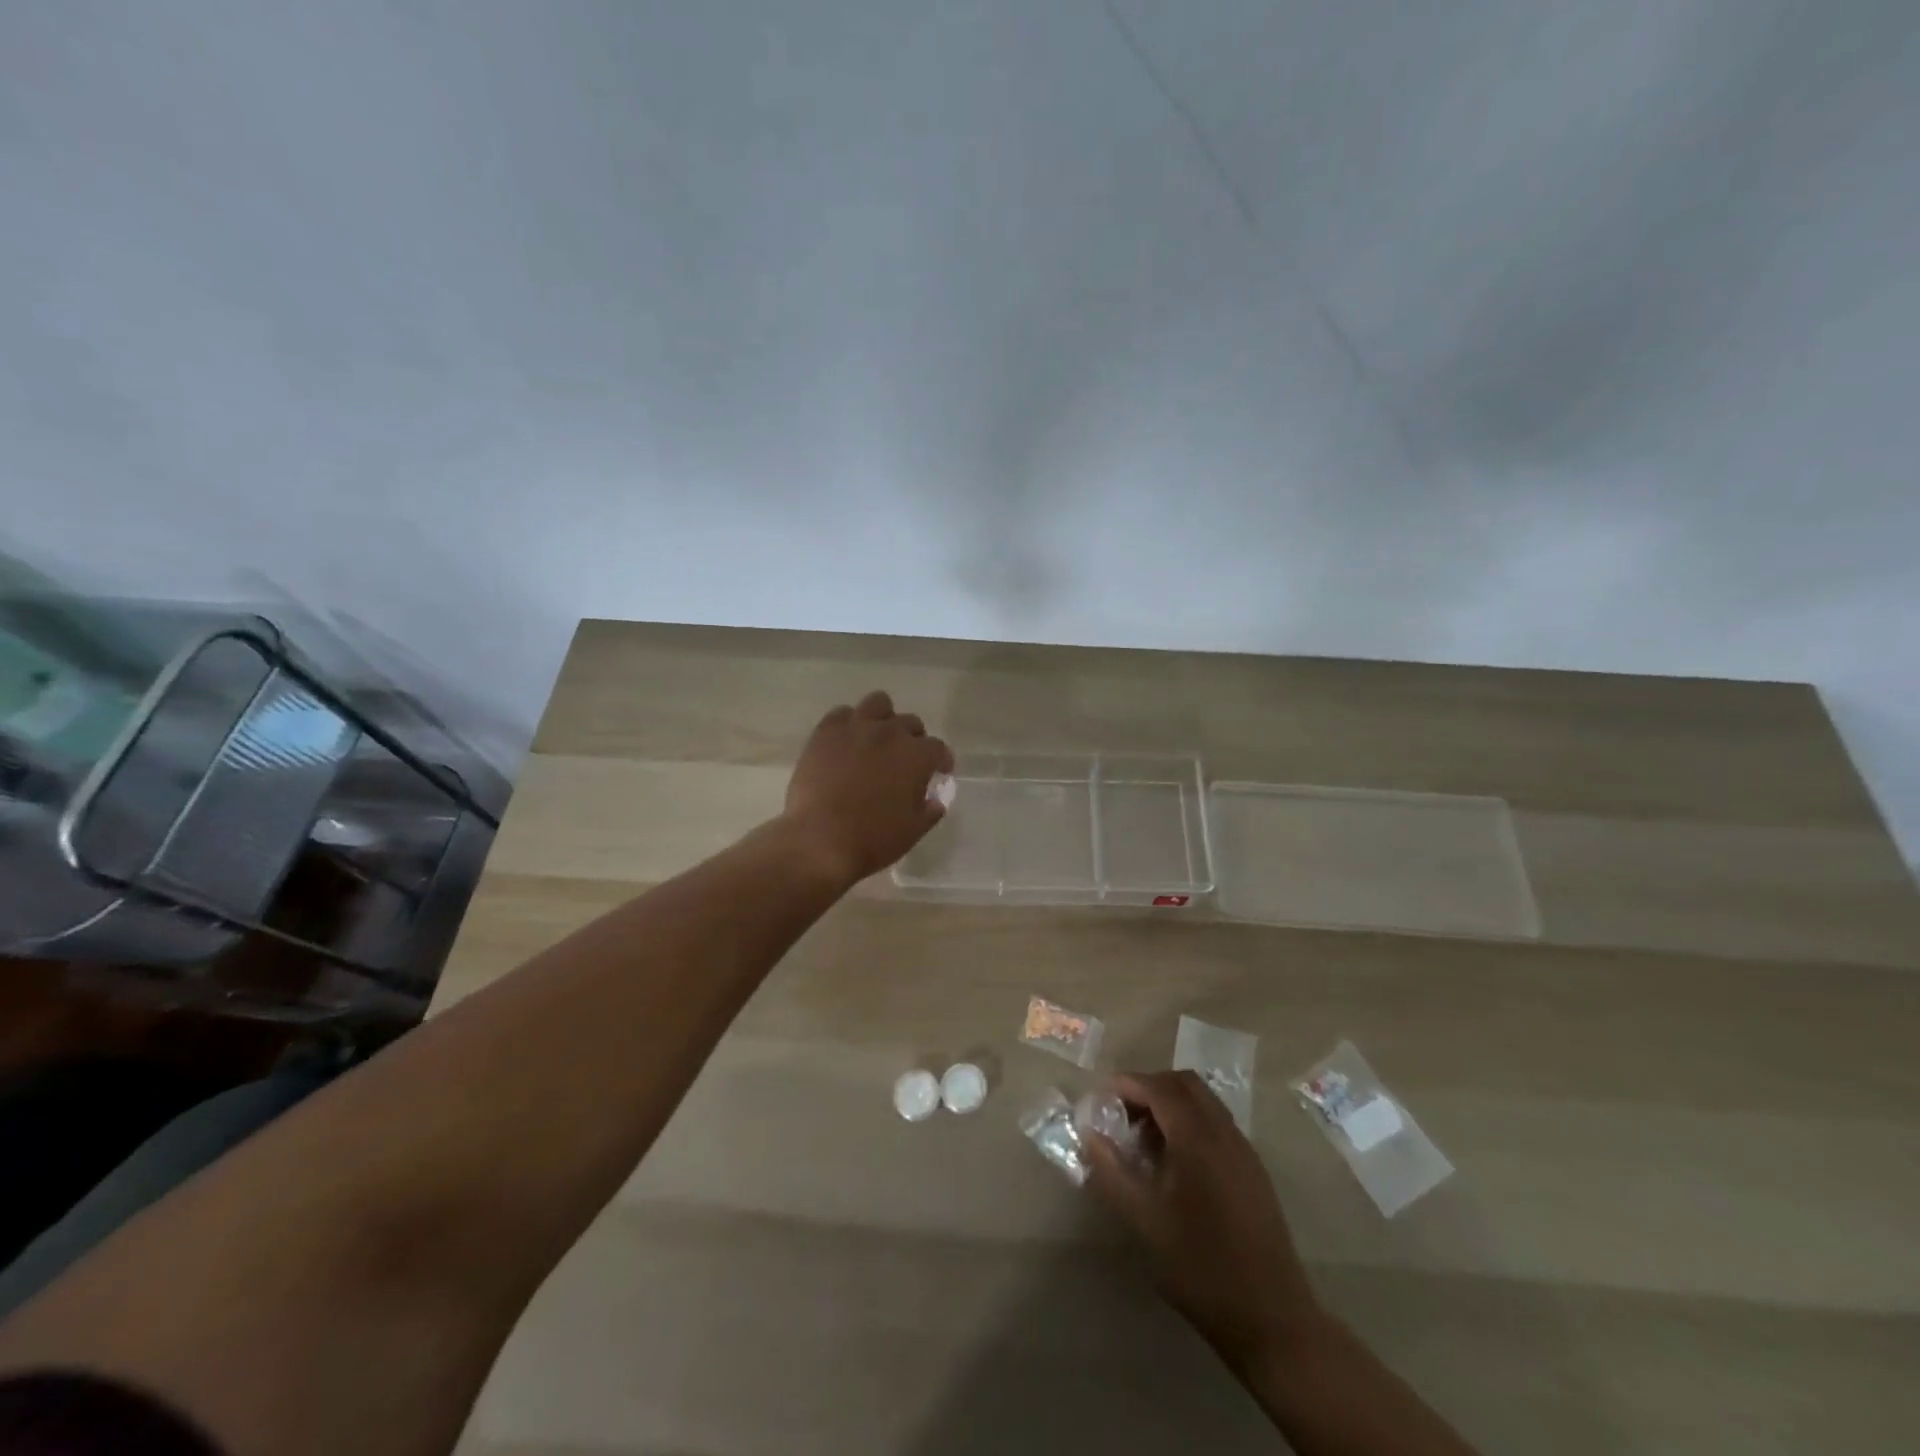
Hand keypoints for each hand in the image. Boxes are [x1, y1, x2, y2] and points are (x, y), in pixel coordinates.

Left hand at [782, 691, 953, 886]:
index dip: (941, 760)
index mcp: (916, 756)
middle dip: (913, 739)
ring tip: (877, 738)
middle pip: (910, 723)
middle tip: (905, 760)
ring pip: (878, 703)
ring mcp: (856, 728)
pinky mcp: (826, 732)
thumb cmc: (873, 839)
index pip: (938, 748)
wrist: (820, 839)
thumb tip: (935, 800)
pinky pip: (842, 713)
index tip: (939, 772)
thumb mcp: (913, 830)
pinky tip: (847, 741)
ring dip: (884, 718)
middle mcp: (890, 733)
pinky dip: (849, 723)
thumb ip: (930, 810)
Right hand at [1084, 1071, 1323, 1371]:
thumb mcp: (1144, 1221)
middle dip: (1149, 1088)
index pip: (1159, 1087)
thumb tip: (1089, 1134)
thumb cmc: (1201, 1267)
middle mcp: (1224, 1132)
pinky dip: (1190, 1122)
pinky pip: (1216, 1123)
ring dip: (1170, 1104)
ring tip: (1143, 1138)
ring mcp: (1243, 1149)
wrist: (1271, 1318)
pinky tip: (1174, 1162)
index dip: (1127, 1084)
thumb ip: (1112, 1172)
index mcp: (1198, 1138)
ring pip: (1203, 1102)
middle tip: (1121, 1113)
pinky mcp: (1253, 1169)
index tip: (1100, 1098)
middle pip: (1184, 1084)